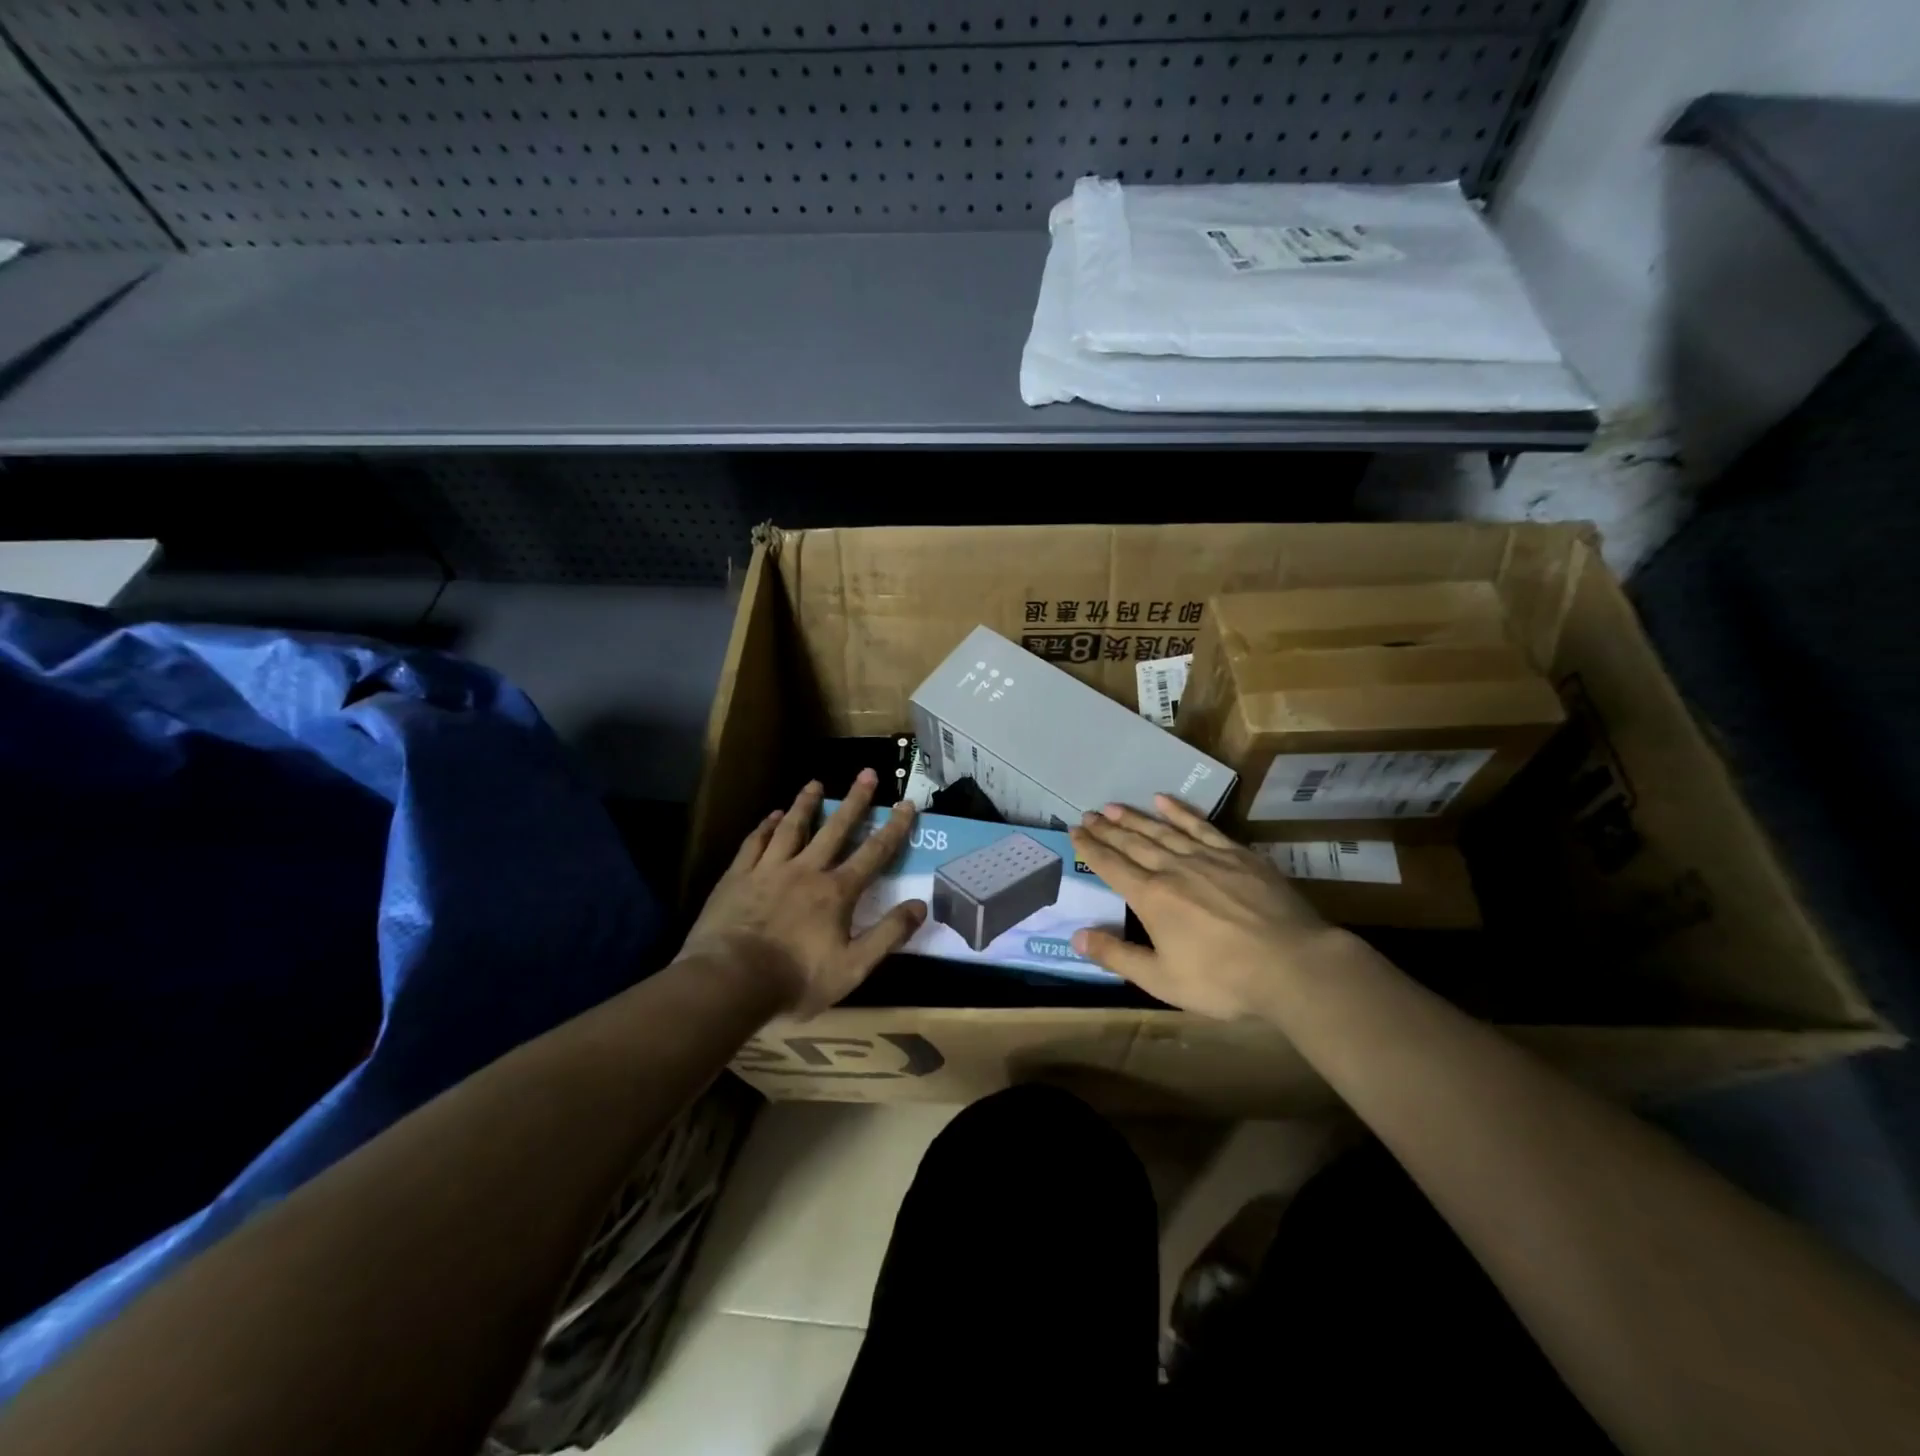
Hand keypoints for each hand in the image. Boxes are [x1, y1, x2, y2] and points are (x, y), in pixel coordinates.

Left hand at [678, 771, 925, 1018]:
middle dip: (855, 801)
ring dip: (806, 804)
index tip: (907, 804)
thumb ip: (888, 935)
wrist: (730, 981)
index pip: (874, 853)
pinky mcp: (737, 877)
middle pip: (835, 829)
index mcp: (836, 892)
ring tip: (816, 783)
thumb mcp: (853, 967)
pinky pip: (755, 843)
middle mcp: (806, 870)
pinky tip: (771, 815)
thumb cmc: (795, 979)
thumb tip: (920, 905)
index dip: (894, 828)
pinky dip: (766, 827)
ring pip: (792, 828)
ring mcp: (769, 870)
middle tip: (866, 773)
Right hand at [1068, 795, 1342, 1019]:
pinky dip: (1180, 811)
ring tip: (1114, 806)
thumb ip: (1117, 956)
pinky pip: (1201, 825)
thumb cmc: (1223, 979)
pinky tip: (1164, 800)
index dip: (1090, 848)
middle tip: (1088, 814)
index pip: (1112, 866)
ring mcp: (1207, 857)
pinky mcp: (1237, 855)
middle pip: (1133, 843)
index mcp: (1151, 897)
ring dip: (1135, 817)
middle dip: (1107, 829)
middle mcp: (1173, 869)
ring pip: (1162, 830)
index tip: (1074, 831)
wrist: (1292, 964)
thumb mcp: (1162, 980)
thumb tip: (1077, 935)